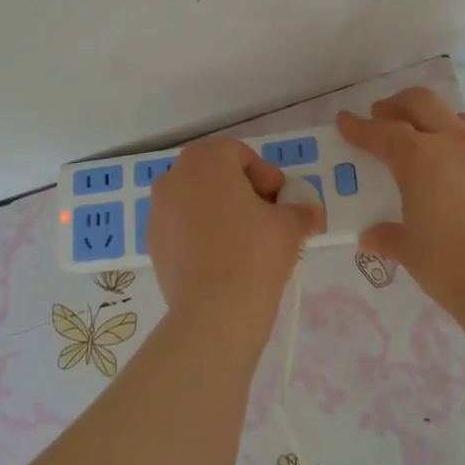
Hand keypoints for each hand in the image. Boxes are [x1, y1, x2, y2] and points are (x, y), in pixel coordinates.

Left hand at [146, 138, 321, 352]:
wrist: (214, 311)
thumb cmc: (254, 253)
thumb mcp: (289, 226)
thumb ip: (301, 211)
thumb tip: (311, 213)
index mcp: (205, 161)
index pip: (240, 154)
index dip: (266, 175)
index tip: (281, 201)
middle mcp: (174, 177)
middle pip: (215, 174)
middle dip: (243, 191)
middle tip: (267, 218)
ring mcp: (158, 211)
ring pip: (197, 200)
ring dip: (221, 212)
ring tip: (246, 241)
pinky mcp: (153, 242)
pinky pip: (183, 227)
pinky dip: (202, 234)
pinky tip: (222, 259)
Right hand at [338, 89, 464, 321]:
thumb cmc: (452, 268)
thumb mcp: (411, 252)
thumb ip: (389, 236)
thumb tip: (371, 237)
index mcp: (420, 158)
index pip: (381, 132)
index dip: (359, 126)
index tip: (345, 121)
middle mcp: (459, 142)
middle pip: (423, 103)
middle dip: (398, 105)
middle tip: (386, 115)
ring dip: (445, 125)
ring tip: (440, 143)